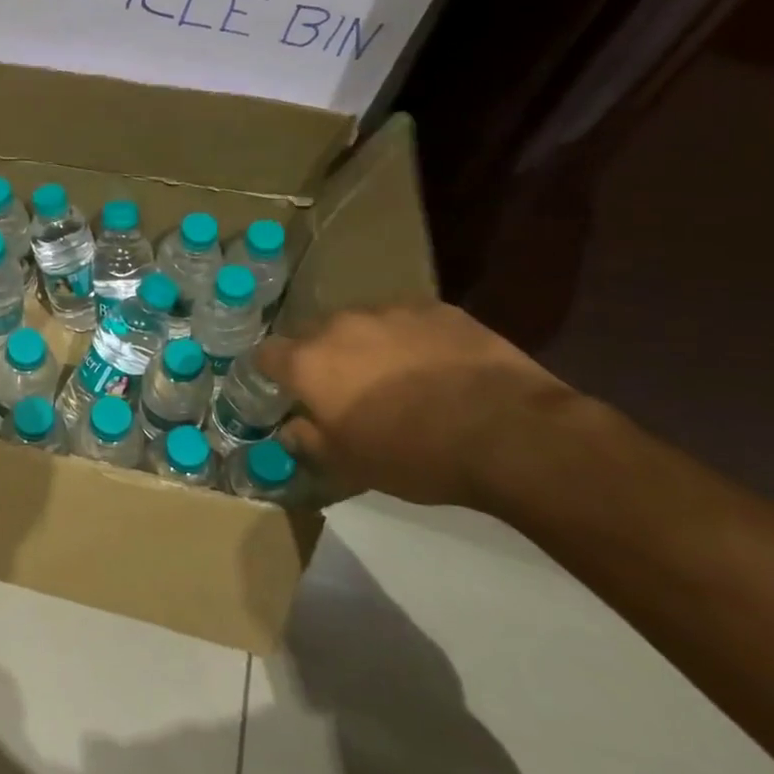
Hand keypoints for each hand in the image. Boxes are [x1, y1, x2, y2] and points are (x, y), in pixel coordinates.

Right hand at [255, 303, 577, 509]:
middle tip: (347, 390)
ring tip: (397, 378)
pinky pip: (408, 321)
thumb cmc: (414, 455)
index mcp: (309, 363)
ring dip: (367, 346)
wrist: (507, 432)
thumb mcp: (351, 465)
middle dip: (323, 358)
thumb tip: (292, 429)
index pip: (266, 354)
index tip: (287, 391)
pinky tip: (437, 368)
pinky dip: (411, 340)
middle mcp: (340, 326)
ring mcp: (390, 311)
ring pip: (363, 325)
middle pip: (315, 335)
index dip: (272, 372)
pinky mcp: (436, 308)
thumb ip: (310, 441)